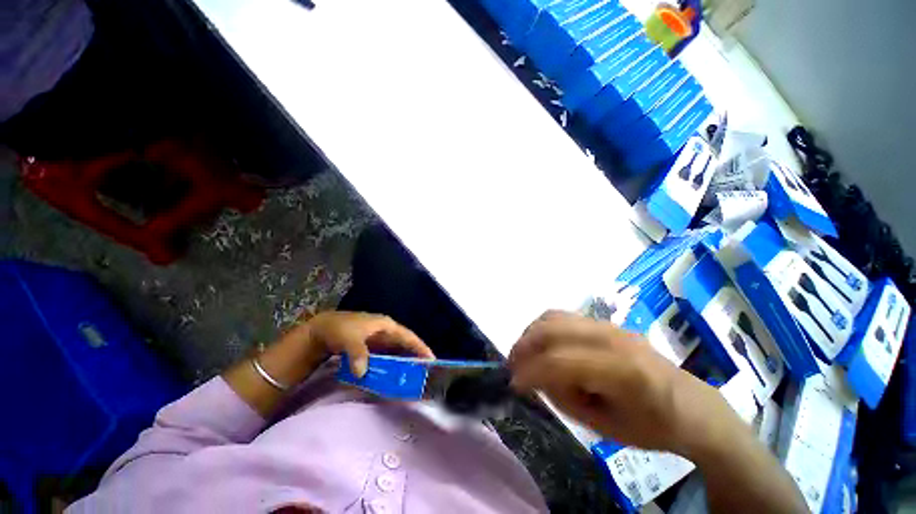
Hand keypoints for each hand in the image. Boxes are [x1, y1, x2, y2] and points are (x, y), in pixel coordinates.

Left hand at [298, 311, 434, 377]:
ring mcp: (379, 341)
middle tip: (425, 374)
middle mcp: (386, 332)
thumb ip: (357, 354)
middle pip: (405, 345)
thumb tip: (363, 373)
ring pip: (397, 352)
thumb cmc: (338, 330)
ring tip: (413, 378)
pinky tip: (393, 377)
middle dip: (415, 357)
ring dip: (404, 363)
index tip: (432, 360)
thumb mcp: (348, 339)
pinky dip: (391, 367)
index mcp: (386, 325)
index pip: (408, 337)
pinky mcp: (371, 349)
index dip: (420, 347)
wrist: (319, 331)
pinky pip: (386, 358)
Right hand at [509, 311, 740, 455]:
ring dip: (531, 333)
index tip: (512, 383)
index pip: (561, 362)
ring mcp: (609, 324)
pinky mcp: (605, 321)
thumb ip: (563, 396)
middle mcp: (614, 338)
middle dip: (524, 346)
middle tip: (512, 365)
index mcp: (624, 372)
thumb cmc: (651, 426)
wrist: (690, 404)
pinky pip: (563, 316)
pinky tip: (540, 342)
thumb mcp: (604, 427)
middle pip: (553, 330)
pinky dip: (544, 327)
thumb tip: (534, 374)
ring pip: (554, 317)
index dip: (531, 371)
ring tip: (523, 353)